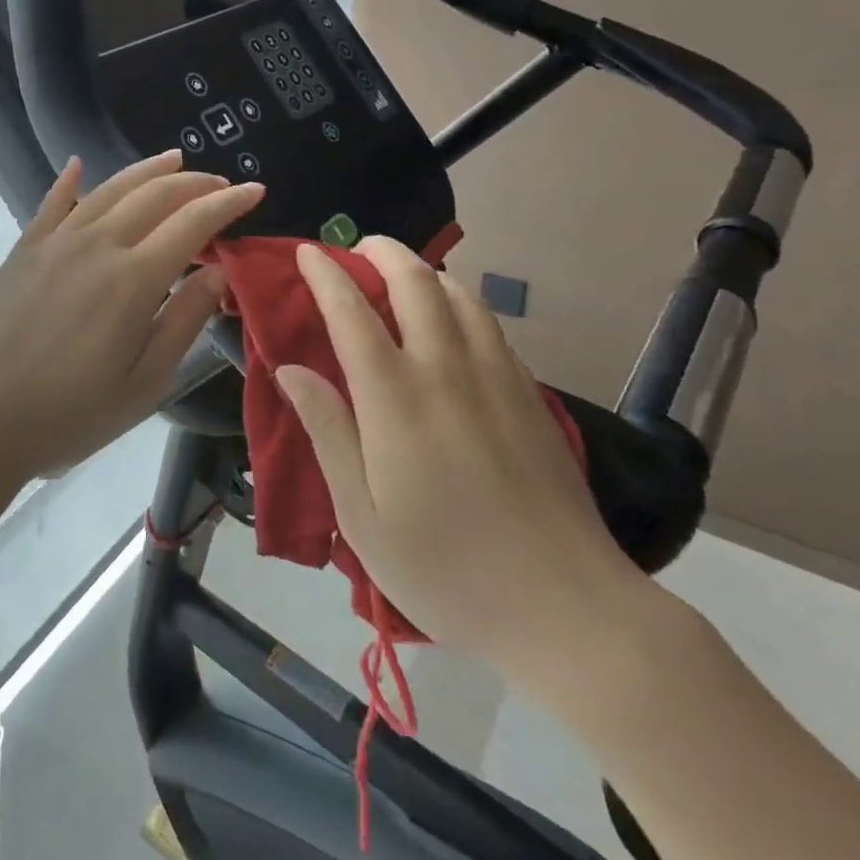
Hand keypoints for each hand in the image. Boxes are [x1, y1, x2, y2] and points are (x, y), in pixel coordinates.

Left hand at [0, 152, 262, 484]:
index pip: (192, 223)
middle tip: (219, 183)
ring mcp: (55, 242)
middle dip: (194, 183)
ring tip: (173, 159)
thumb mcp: (146, 381)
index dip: (227, 203)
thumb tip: (218, 271)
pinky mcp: (24, 250)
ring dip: (146, 170)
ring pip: (109, 189)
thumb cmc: (72, 413)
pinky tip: (78, 165)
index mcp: (134, 279)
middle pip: (154, 195)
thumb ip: (185, 320)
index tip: (254, 191)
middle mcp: (97, 245)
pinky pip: (51, 203)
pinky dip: (69, 180)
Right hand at [275, 237, 655, 682]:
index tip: (306, 253)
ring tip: (400, 278)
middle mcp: (447, 368)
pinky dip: (460, 301)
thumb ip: (326, 430)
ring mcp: (496, 376)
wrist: (568, 609)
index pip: (352, 311)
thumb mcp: (362, 515)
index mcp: (395, 398)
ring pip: (460, 293)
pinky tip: (452, 321)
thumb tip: (290, 368)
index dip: (325, 274)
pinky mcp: (529, 393)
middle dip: (381, 251)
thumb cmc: (446, 569)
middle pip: (414, 281)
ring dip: (424, 270)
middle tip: (356, 250)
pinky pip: (489, 323)